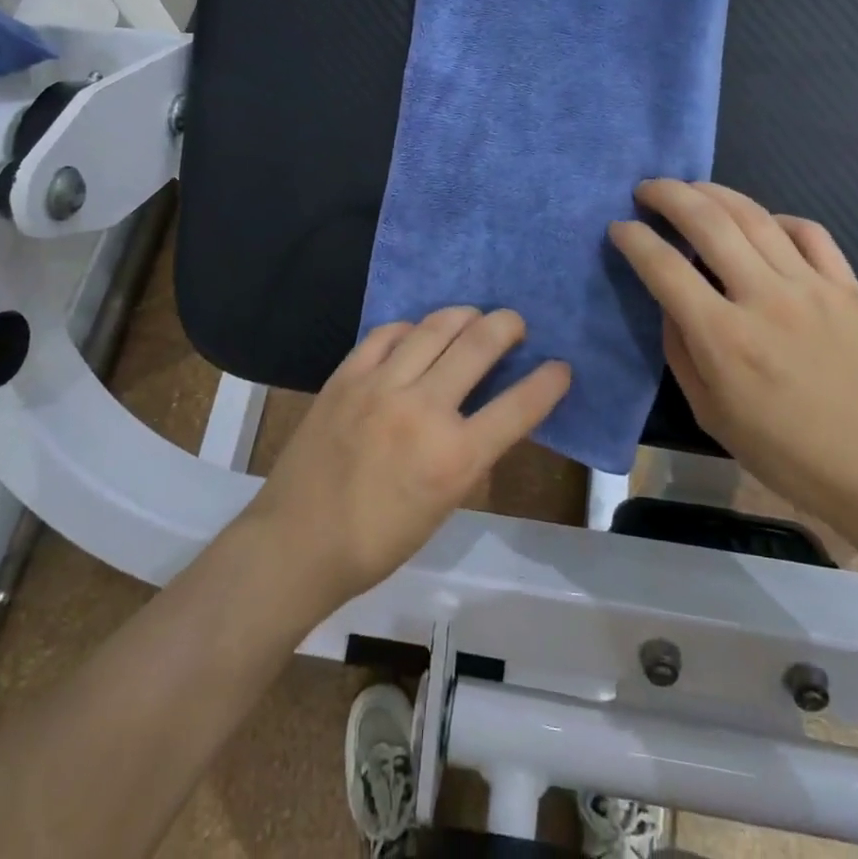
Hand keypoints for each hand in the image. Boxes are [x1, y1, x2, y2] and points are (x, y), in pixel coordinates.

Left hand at [246, 308, 570, 609]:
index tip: (561, 367)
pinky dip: (410, 328)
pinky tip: (416, 334)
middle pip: (479, 344)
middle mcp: (423, 410)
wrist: (296, 543)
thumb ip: (469, 452)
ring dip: (464, 315)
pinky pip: (387, 333)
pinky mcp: (346, 375)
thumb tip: (487, 411)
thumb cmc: (377, 542)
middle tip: (516, 324)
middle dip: (508, 325)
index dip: (549, 381)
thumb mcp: (443, 506)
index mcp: (454, 458)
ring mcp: (381, 386)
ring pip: (435, 327)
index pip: (519, 406)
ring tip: (474, 317)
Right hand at [608, 179, 857, 519]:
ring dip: (713, 193)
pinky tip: (761, 223)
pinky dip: (776, 218)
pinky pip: (808, 231)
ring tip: (691, 189)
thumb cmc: (783, 451)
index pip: (665, 267)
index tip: (619, 228)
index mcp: (724, 338)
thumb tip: (670, 299)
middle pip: (707, 222)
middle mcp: (764, 299)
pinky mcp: (847, 285)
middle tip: (646, 190)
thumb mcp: (709, 411)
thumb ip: (680, 348)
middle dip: (668, 195)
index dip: (634, 239)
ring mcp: (811, 286)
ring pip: (754, 216)